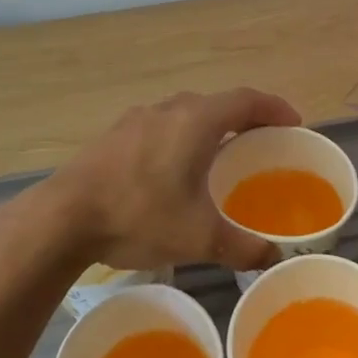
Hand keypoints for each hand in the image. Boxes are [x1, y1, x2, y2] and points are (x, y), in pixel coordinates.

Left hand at [26, 88, 301, 271]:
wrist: (63, 216)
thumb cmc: (139, 215)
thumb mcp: (199, 237)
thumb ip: (242, 246)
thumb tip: (273, 258)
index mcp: (196, 120)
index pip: (247, 100)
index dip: (275, 108)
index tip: (293, 124)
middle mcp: (169, 109)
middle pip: (217, 103)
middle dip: (244, 119)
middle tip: (261, 143)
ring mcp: (137, 118)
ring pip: (185, 114)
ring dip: (210, 128)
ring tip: (221, 156)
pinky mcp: (115, 135)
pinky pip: (161, 127)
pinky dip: (181, 138)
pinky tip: (174, 170)